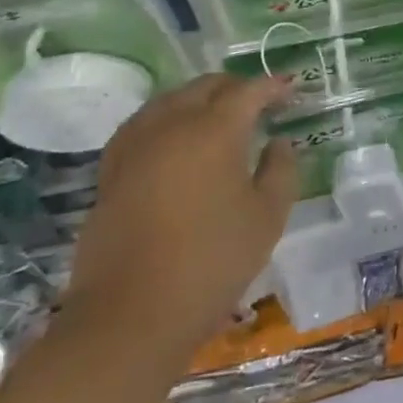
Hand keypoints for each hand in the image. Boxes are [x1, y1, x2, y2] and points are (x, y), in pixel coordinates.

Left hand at [62, 74, 296, 360]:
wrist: (129, 317)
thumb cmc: (212, 262)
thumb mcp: (268, 216)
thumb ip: (281, 169)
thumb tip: (278, 143)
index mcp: (215, 130)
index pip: (248, 91)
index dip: (273, 86)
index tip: (291, 89)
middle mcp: (172, 125)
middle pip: (205, 87)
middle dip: (235, 87)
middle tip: (260, 103)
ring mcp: (135, 147)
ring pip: (169, 101)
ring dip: (198, 99)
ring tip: (218, 117)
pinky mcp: (111, 172)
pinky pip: (142, 125)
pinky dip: (166, 120)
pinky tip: (174, 140)